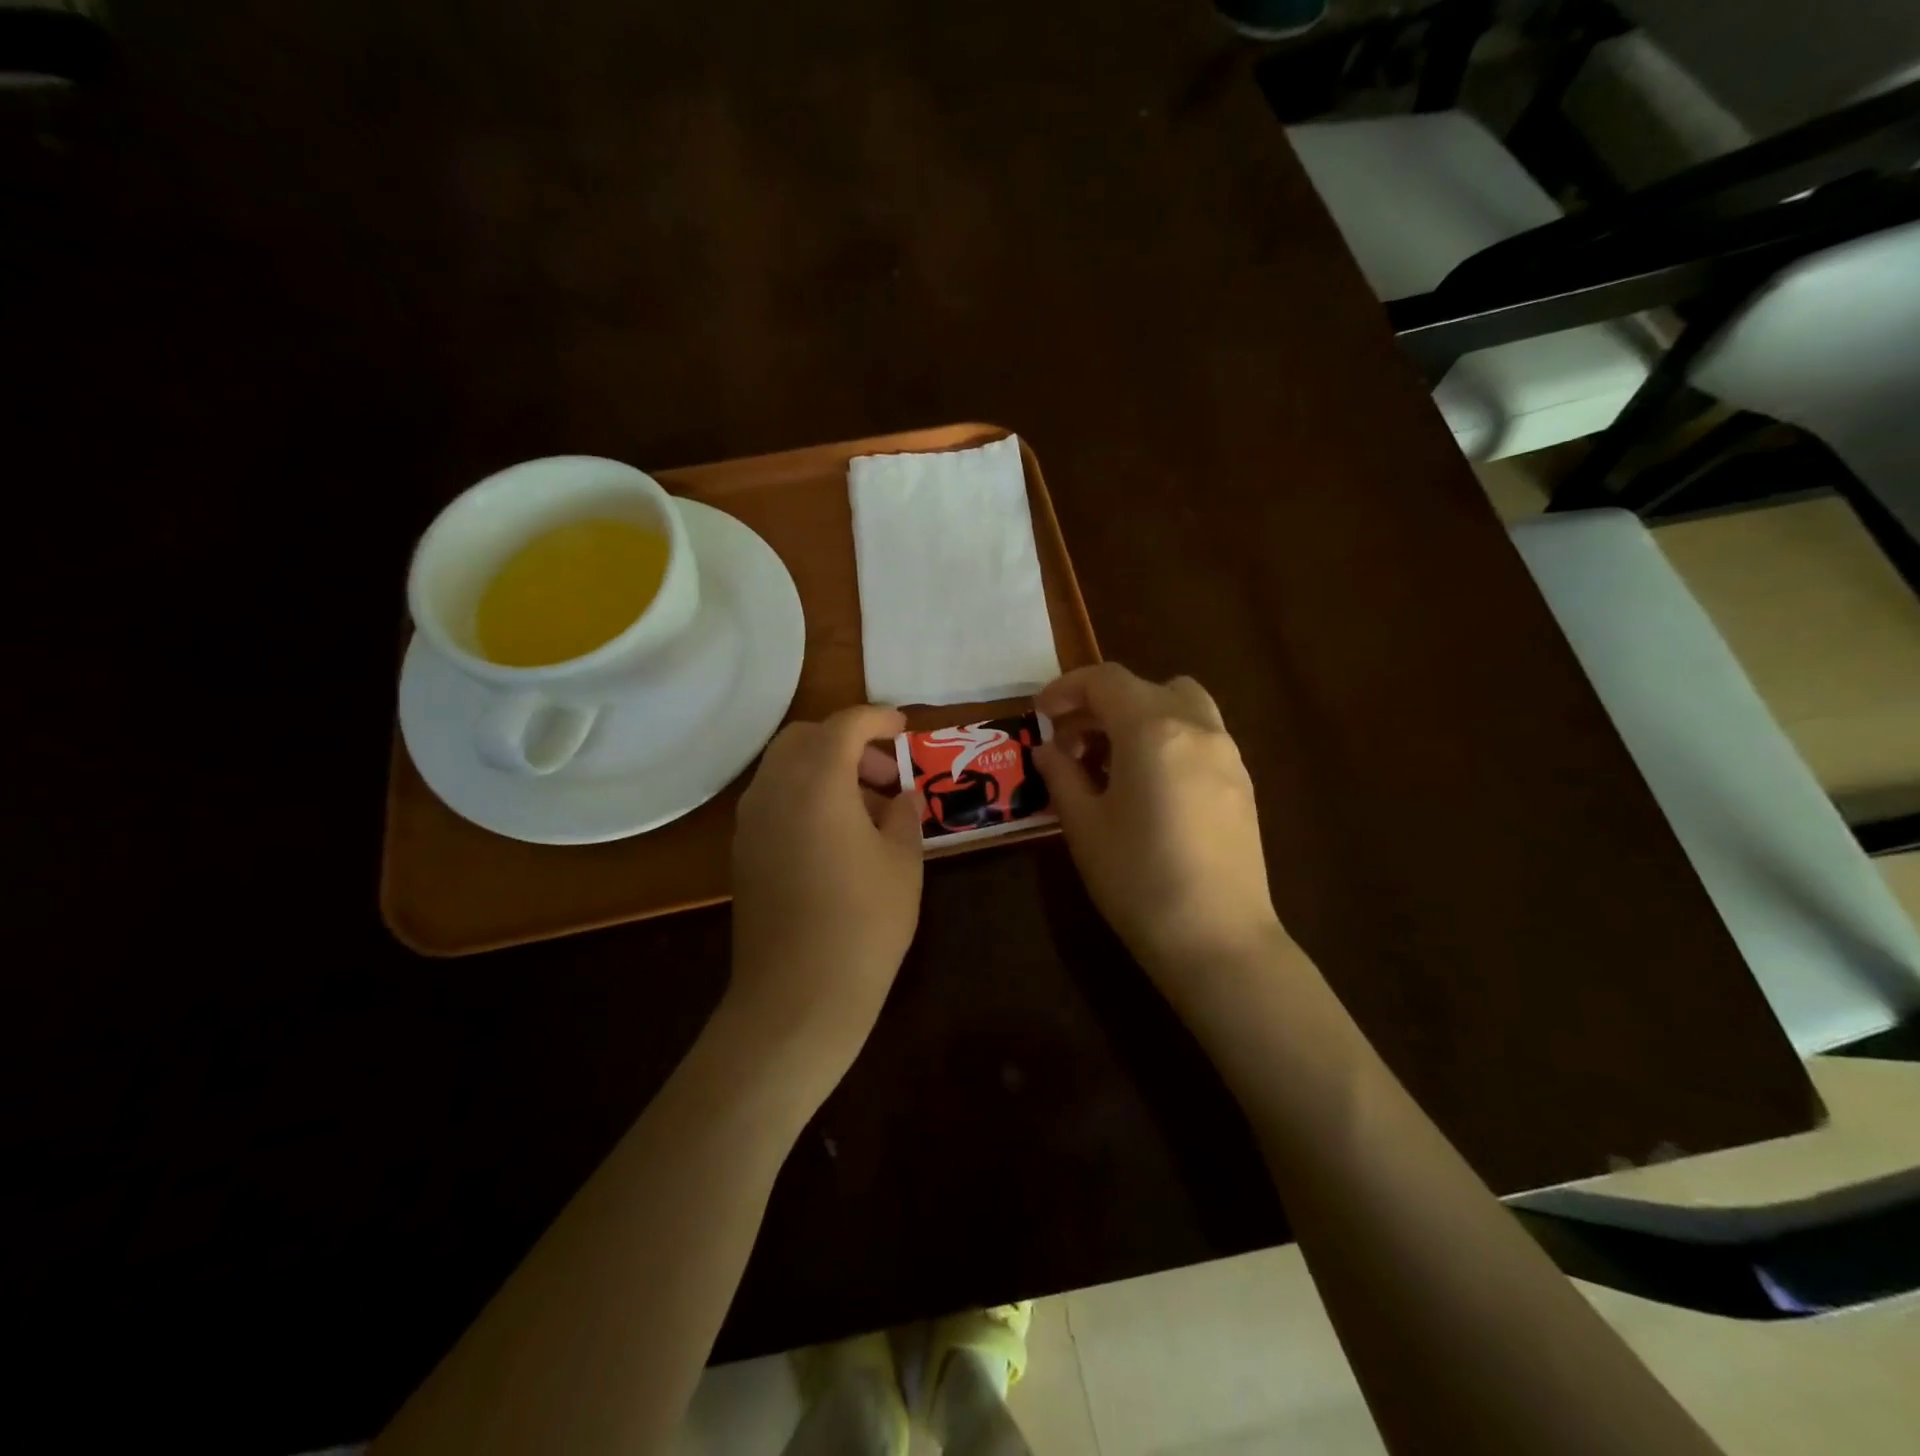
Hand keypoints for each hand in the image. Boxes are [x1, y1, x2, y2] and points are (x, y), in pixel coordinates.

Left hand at [727, 705, 924, 1076]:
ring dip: (824, 768)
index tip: (904, 729)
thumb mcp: (903, 862)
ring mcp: (751, 821)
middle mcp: (774, 790)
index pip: (844, 725)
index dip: (877, 719)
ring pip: (784, 767)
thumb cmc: (864, 923)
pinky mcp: (743, 852)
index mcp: (816, 782)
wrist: (798, 996)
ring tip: (868, 807)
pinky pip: (774, 799)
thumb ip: (904, 814)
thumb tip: (901, 796)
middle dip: (846, 741)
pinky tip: (837, 834)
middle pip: (804, 738)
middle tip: (885, 773)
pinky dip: (804, 794)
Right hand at [1035, 664, 1284, 998]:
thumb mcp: (1084, 826)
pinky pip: (1201, 737)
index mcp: (1153, 730)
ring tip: (1111, 762)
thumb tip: (1048, 750)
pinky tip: (1148, 786)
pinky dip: (1168, 739)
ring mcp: (1228, 754)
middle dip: (1102, 705)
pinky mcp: (1243, 783)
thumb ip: (1062, 776)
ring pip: (1181, 706)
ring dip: (1140, 717)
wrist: (1217, 939)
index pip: (1105, 681)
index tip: (1041, 715)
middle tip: (1071, 744)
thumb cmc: (1138, 879)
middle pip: (1145, 688)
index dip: (1066, 689)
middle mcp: (1197, 728)